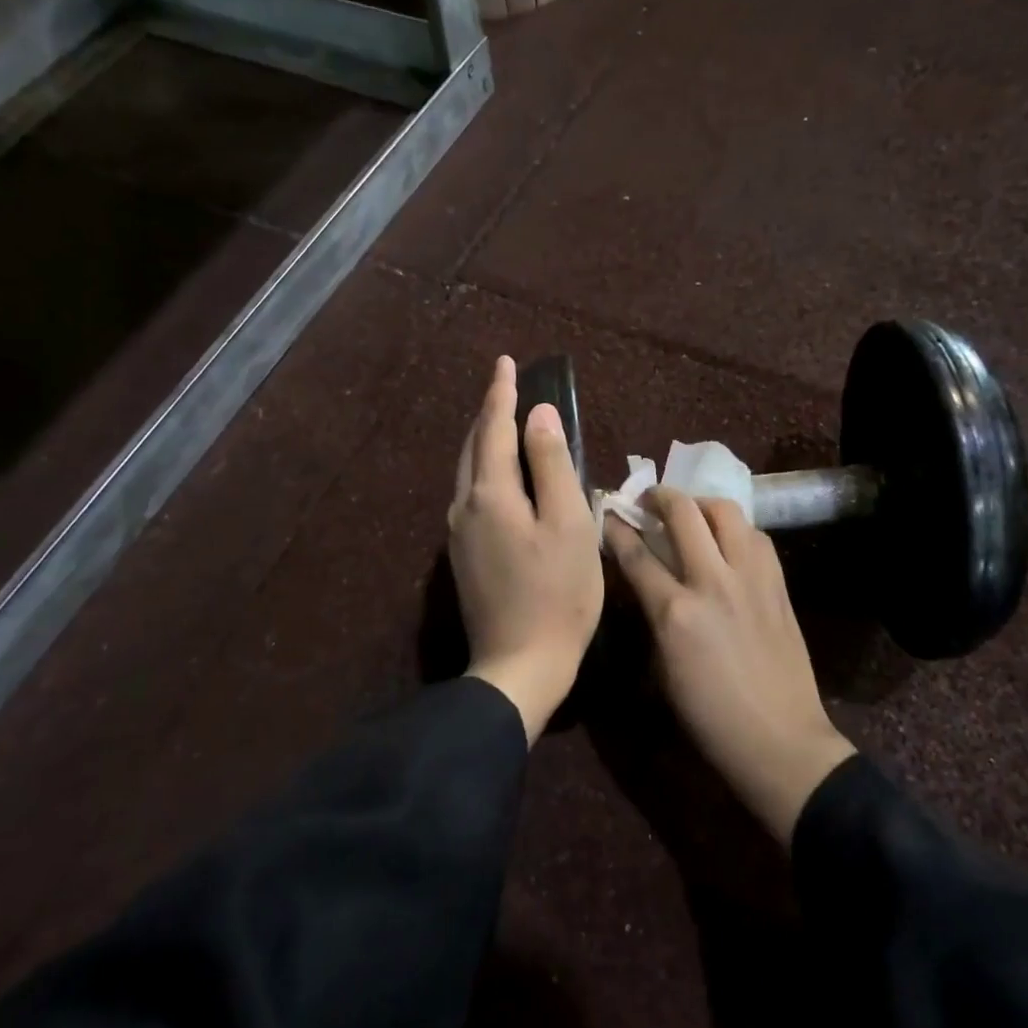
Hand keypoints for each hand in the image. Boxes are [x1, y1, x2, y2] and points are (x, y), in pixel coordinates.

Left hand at [449, 356, 603, 741]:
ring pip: (468, 471)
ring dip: (484, 441)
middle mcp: (464, 507)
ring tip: (503, 422)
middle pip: (474, 446)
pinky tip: (500, 476)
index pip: (494, 428)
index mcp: (490, 494)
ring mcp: (458, 534)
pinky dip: (485, 471)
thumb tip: (538, 415)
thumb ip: (552, 465)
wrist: (519, 665)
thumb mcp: (568, 524)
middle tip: (506, 385)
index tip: (507, 362)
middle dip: (489, 412)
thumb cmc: (558, 594)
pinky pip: (471, 495)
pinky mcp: (464, 556)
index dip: (502, 393)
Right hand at [606, 490, 855, 845]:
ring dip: (701, 504)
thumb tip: (646, 579)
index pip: (637, 553)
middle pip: (683, 513)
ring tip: (691, 512)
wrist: (779, 740)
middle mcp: (712, 582)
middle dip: (659, 496)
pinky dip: (736, 528)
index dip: (618, 529)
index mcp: (675, 612)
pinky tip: (728, 541)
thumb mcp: (663, 668)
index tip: (609, 515)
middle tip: (649, 499)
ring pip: (726, 511)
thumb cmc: (709, 716)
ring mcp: (751, 578)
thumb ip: (653, 615)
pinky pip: (755, 536)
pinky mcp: (778, 584)